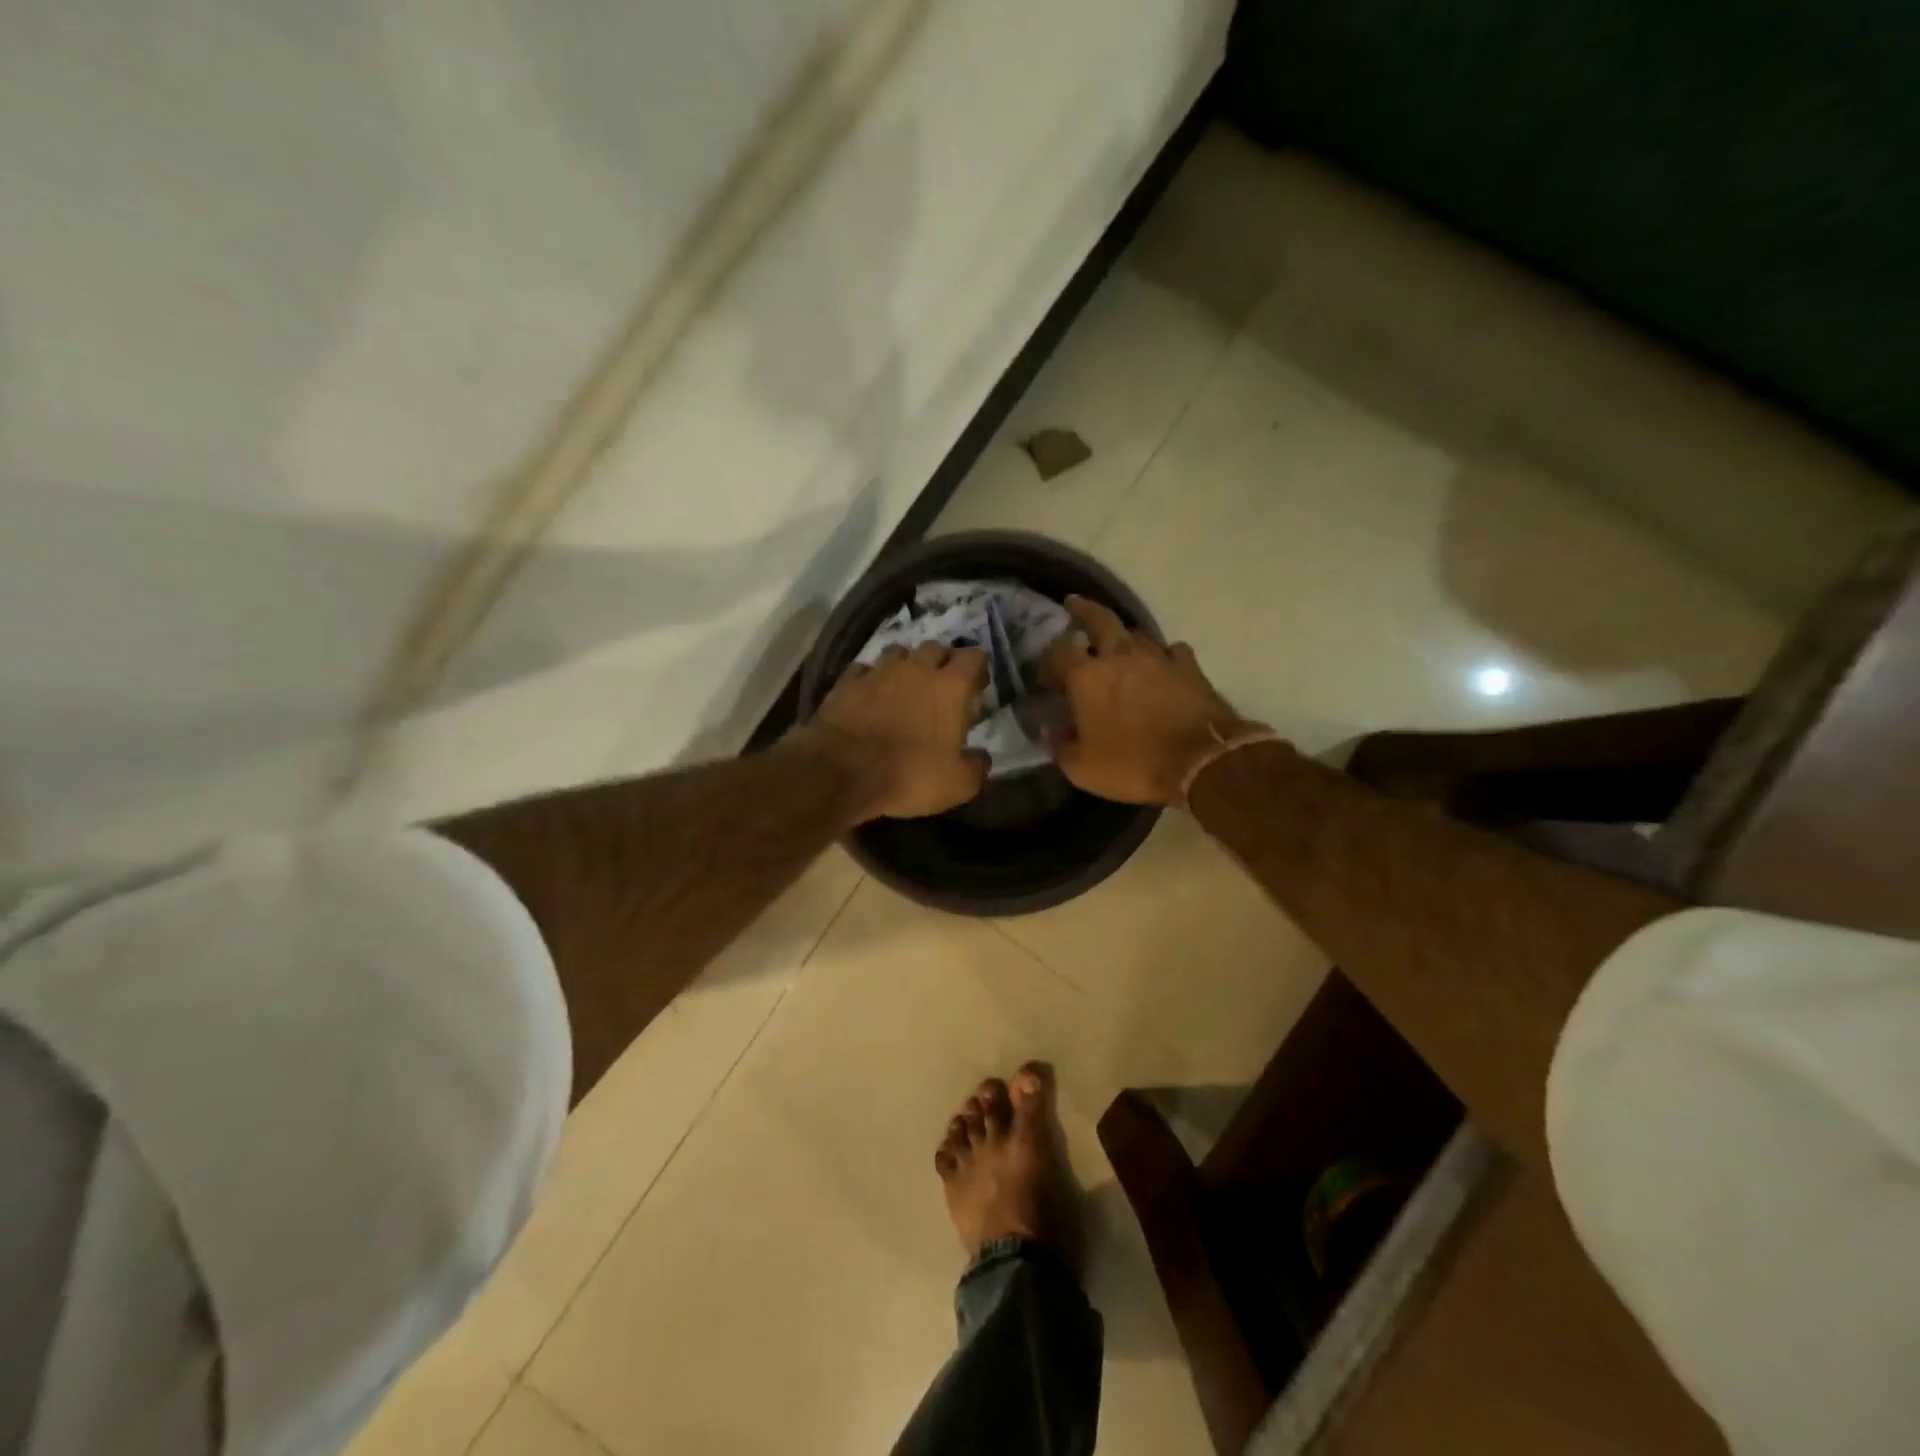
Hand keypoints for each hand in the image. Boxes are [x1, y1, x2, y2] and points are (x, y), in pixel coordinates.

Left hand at [804, 641, 990, 821]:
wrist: (841, 770)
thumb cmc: (909, 774)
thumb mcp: (958, 784)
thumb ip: (977, 767)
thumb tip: (981, 757)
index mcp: (951, 687)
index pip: (974, 657)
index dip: (978, 668)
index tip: (977, 687)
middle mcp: (916, 669)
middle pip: (936, 648)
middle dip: (943, 662)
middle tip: (942, 687)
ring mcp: (879, 671)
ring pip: (899, 652)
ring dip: (906, 665)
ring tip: (906, 686)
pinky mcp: (847, 682)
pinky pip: (865, 669)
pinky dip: (871, 678)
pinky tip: (870, 695)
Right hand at [1039, 596, 1267, 805]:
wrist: (1201, 762)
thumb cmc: (1133, 764)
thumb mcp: (1081, 768)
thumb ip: (1059, 745)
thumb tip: (1048, 730)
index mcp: (1087, 676)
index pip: (1058, 651)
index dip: (1048, 660)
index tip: (1047, 676)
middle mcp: (1120, 656)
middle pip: (1099, 619)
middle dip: (1083, 610)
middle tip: (1074, 604)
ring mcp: (1158, 657)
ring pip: (1135, 634)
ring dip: (1122, 638)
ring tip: (1117, 648)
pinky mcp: (1190, 667)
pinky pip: (1171, 651)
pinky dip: (1162, 656)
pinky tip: (1161, 667)